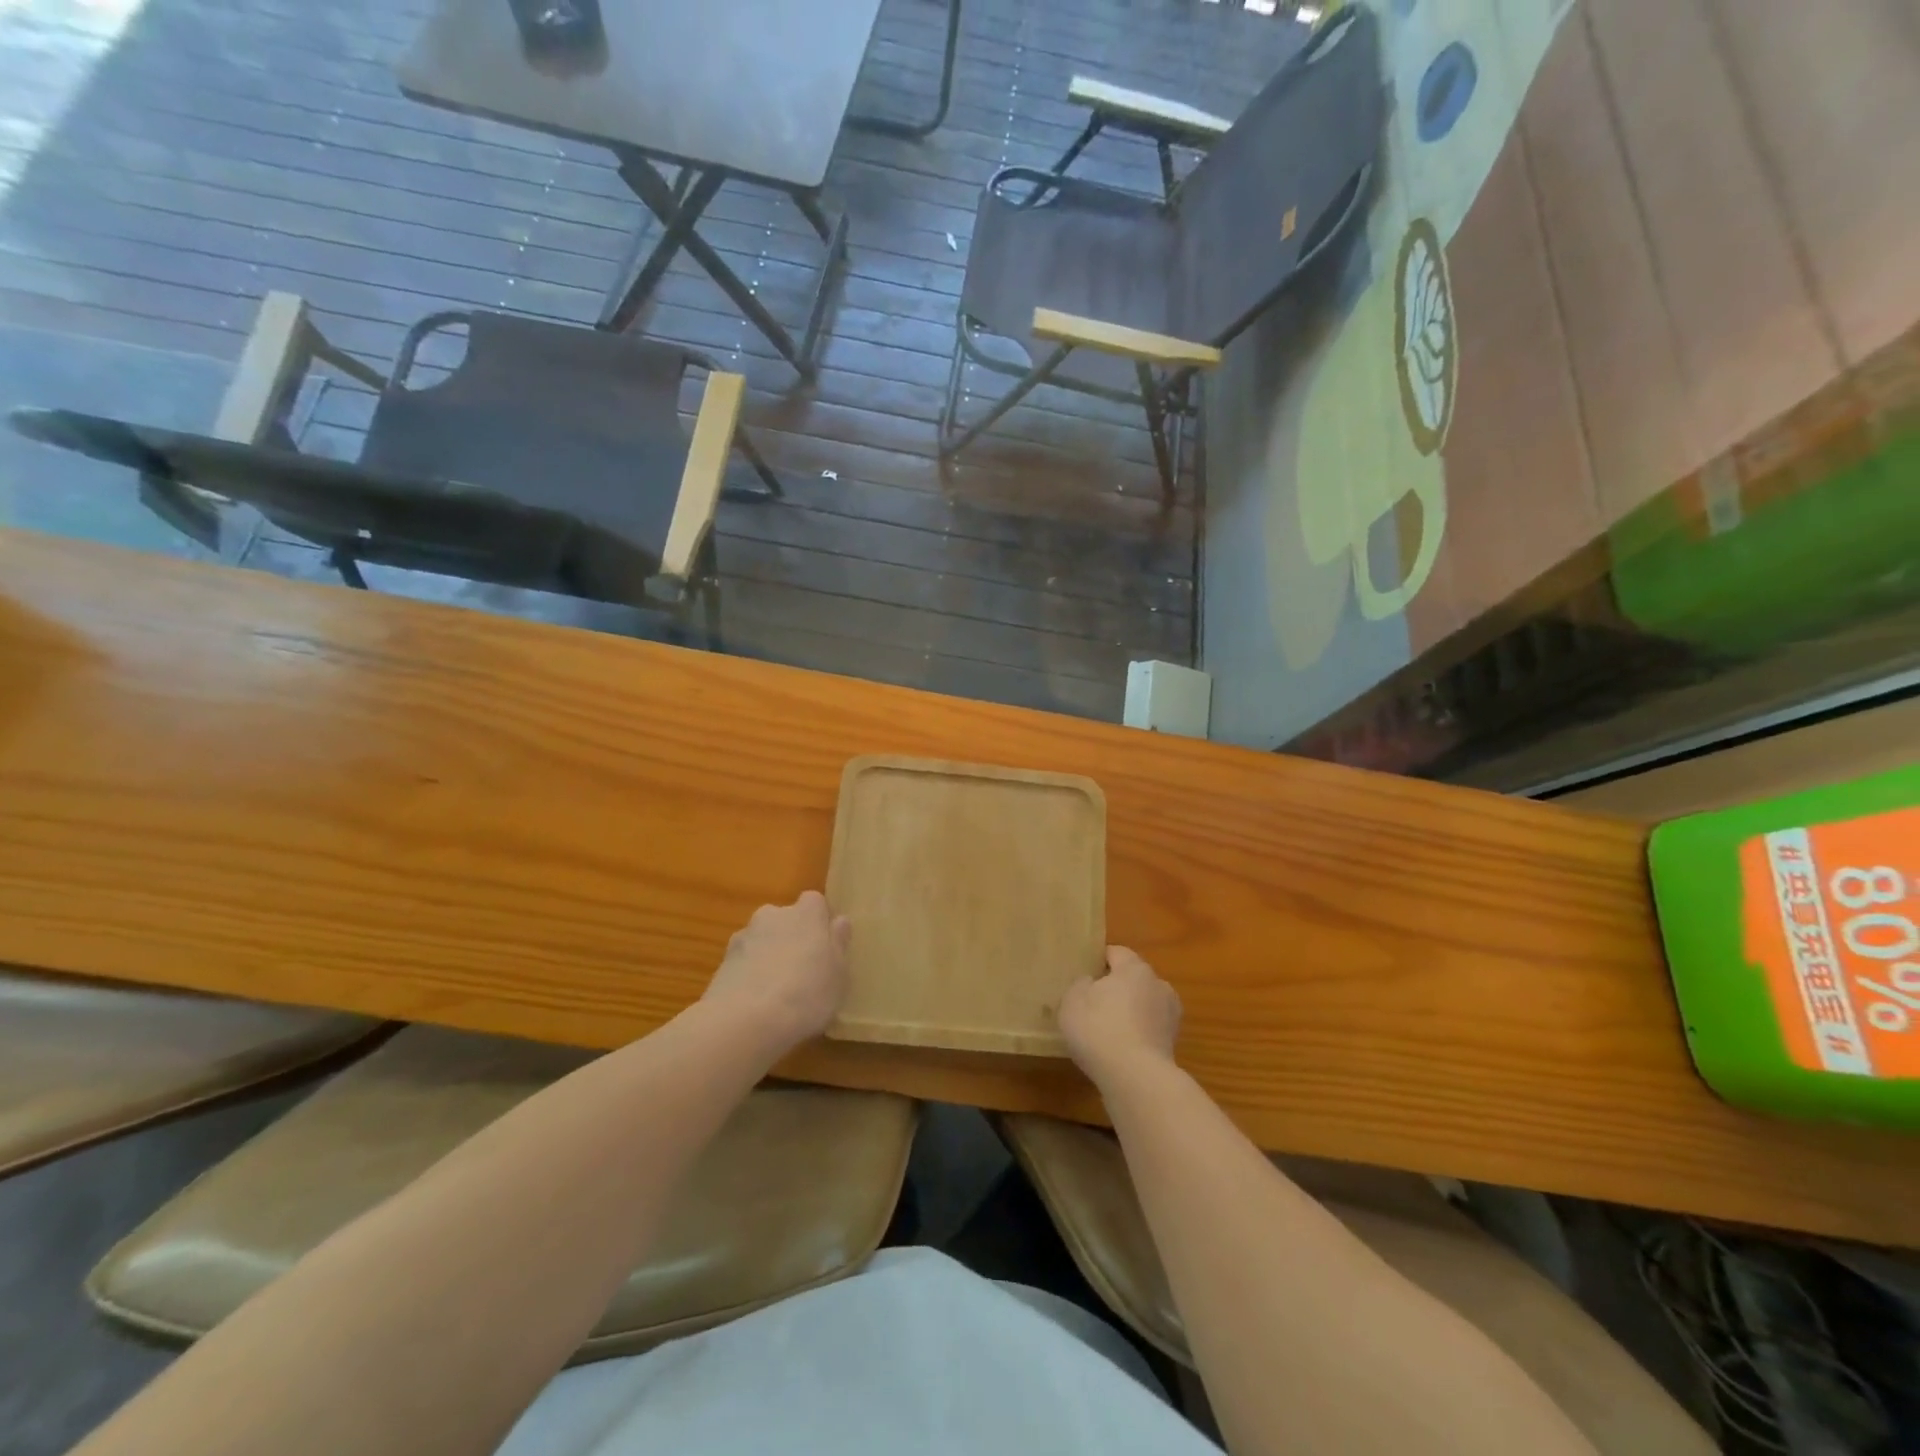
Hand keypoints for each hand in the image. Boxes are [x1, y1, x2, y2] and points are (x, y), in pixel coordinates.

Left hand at [702, 891, 850, 1055]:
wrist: (745, 1020)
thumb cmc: (807, 993)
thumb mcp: (839, 974)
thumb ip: (838, 944)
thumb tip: (839, 922)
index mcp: (806, 913)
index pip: (815, 902)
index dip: (820, 922)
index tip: (825, 946)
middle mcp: (773, 915)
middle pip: (785, 919)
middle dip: (792, 936)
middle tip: (803, 969)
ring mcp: (744, 936)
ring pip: (762, 939)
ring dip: (768, 954)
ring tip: (777, 990)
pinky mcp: (722, 961)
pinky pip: (743, 961)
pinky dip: (749, 973)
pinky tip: (755, 1002)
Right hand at [1058, 946, 1181, 1087]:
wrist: (1136, 1078)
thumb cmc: (1099, 1028)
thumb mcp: (1073, 1000)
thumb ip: (1080, 984)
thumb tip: (1090, 982)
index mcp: (1135, 968)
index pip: (1117, 953)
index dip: (1099, 960)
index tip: (1084, 973)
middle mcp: (1159, 985)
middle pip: (1134, 979)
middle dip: (1116, 987)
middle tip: (1092, 1002)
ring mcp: (1170, 1016)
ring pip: (1144, 1005)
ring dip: (1130, 1012)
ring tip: (1107, 1030)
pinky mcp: (1173, 1045)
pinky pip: (1149, 1030)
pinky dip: (1137, 1035)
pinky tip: (1119, 1050)